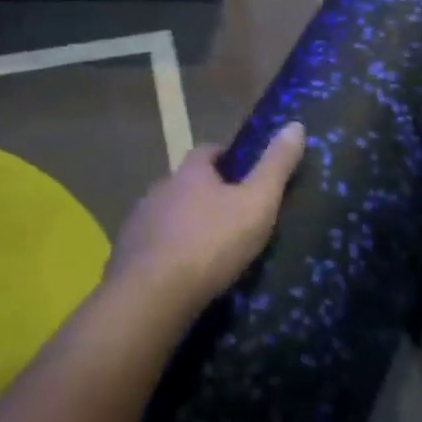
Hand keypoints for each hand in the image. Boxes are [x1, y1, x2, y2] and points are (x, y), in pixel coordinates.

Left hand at [107, 123, 306, 315]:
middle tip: (231, 214)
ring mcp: (139, 223)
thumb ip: (276, 167)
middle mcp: (160, 189)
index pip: (207, 151)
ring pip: (166, 215)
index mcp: (190, 173)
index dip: (225, 158)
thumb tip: (296, 125)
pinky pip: (152, 248)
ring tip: (208, 249)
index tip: (241, 171)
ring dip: (184, 225)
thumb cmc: (211, 243)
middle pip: (185, 183)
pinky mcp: (126, 257)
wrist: (152, 296)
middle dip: (204, 194)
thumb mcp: (256, 203)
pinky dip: (167, 254)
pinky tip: (181, 275)